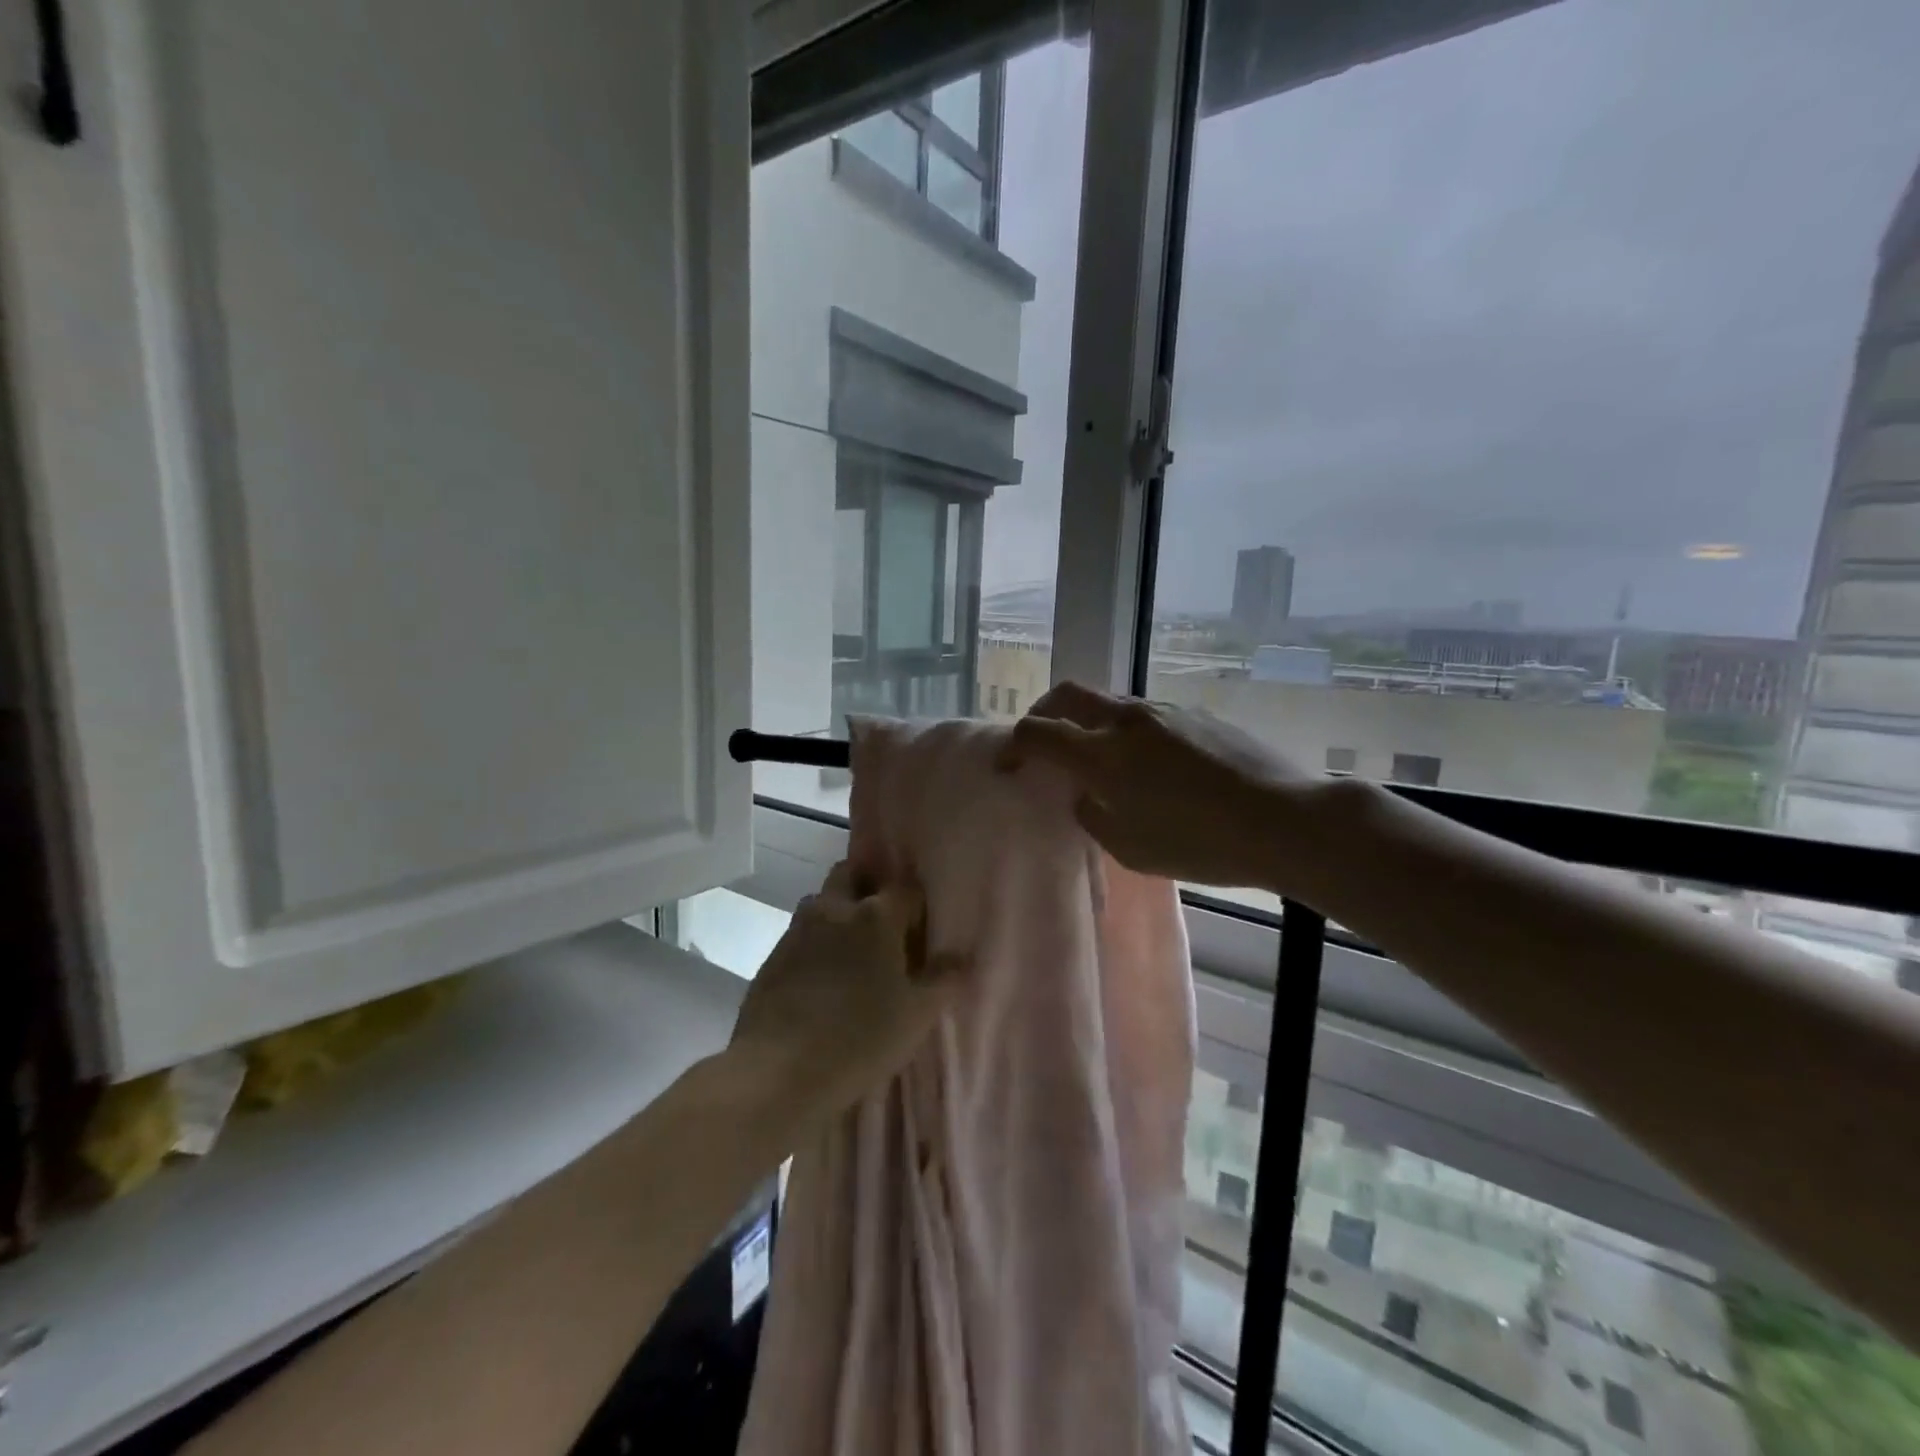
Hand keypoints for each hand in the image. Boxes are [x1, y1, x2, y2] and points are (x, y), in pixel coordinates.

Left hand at [729, 862, 963, 1123]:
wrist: (777, 1071)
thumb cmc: (859, 1039)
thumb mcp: (916, 1016)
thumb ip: (943, 981)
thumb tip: (963, 957)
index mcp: (876, 916)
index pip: (906, 889)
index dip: (917, 905)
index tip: (922, 929)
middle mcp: (835, 909)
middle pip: (853, 874)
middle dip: (870, 887)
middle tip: (885, 923)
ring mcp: (799, 929)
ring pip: (823, 900)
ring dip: (839, 910)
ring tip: (853, 949)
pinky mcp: (773, 954)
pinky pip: (801, 931)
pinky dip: (816, 940)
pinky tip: (823, 975)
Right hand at [996, 681, 1316, 889]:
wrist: (1284, 819)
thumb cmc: (1200, 843)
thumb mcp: (1130, 847)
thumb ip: (1092, 814)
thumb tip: (1085, 793)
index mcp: (1102, 753)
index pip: (1037, 731)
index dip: (1012, 746)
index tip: (1007, 766)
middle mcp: (1126, 720)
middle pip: (1067, 695)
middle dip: (1043, 713)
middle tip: (1041, 743)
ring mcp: (1163, 711)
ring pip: (1108, 702)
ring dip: (1089, 722)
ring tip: (1099, 759)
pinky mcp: (1195, 713)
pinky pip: (1144, 714)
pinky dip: (1126, 731)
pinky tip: (1150, 765)